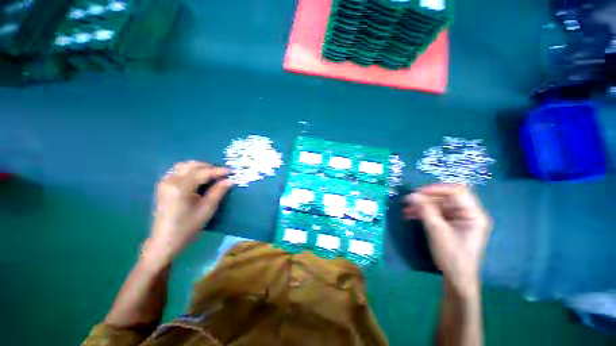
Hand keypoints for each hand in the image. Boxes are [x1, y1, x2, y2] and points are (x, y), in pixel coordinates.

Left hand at [143, 161, 233, 266]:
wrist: (165, 240)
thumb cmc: (187, 227)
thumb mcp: (207, 209)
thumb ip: (218, 191)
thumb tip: (230, 180)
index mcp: (181, 187)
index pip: (202, 172)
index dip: (218, 171)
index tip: (231, 171)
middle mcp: (170, 181)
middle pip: (191, 165)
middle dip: (208, 166)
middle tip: (222, 173)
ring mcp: (164, 182)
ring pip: (184, 166)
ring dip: (199, 167)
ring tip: (212, 175)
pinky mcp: (163, 186)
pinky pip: (178, 171)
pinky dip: (191, 171)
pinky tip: (199, 178)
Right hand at [403, 184, 491, 296]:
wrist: (456, 278)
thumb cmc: (452, 256)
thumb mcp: (437, 231)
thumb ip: (425, 210)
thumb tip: (412, 195)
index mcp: (473, 215)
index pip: (457, 192)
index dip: (437, 189)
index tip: (418, 192)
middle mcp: (467, 214)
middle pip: (445, 198)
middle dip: (425, 199)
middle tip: (407, 201)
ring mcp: (458, 219)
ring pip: (437, 205)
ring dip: (421, 206)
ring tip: (405, 209)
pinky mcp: (449, 224)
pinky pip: (435, 213)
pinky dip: (422, 213)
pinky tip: (410, 215)